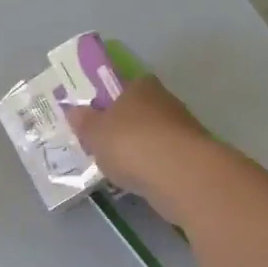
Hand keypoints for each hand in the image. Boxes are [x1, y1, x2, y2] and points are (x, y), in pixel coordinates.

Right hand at [63, 75, 220, 214]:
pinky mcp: (193, 156)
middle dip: (124, 126)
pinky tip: (139, 180)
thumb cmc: (130, 143)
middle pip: (140, 111)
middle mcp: (165, 100)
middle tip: (104, 145)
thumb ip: (84, 122)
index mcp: (141, 85)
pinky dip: (152, 167)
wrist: (180, 175)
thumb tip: (74, 110)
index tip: (96, 118)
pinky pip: (164, 158)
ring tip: (119, 168)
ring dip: (139, 149)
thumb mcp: (95, 133)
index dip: (109, 100)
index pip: (124, 86)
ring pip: (153, 135)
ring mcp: (183, 128)